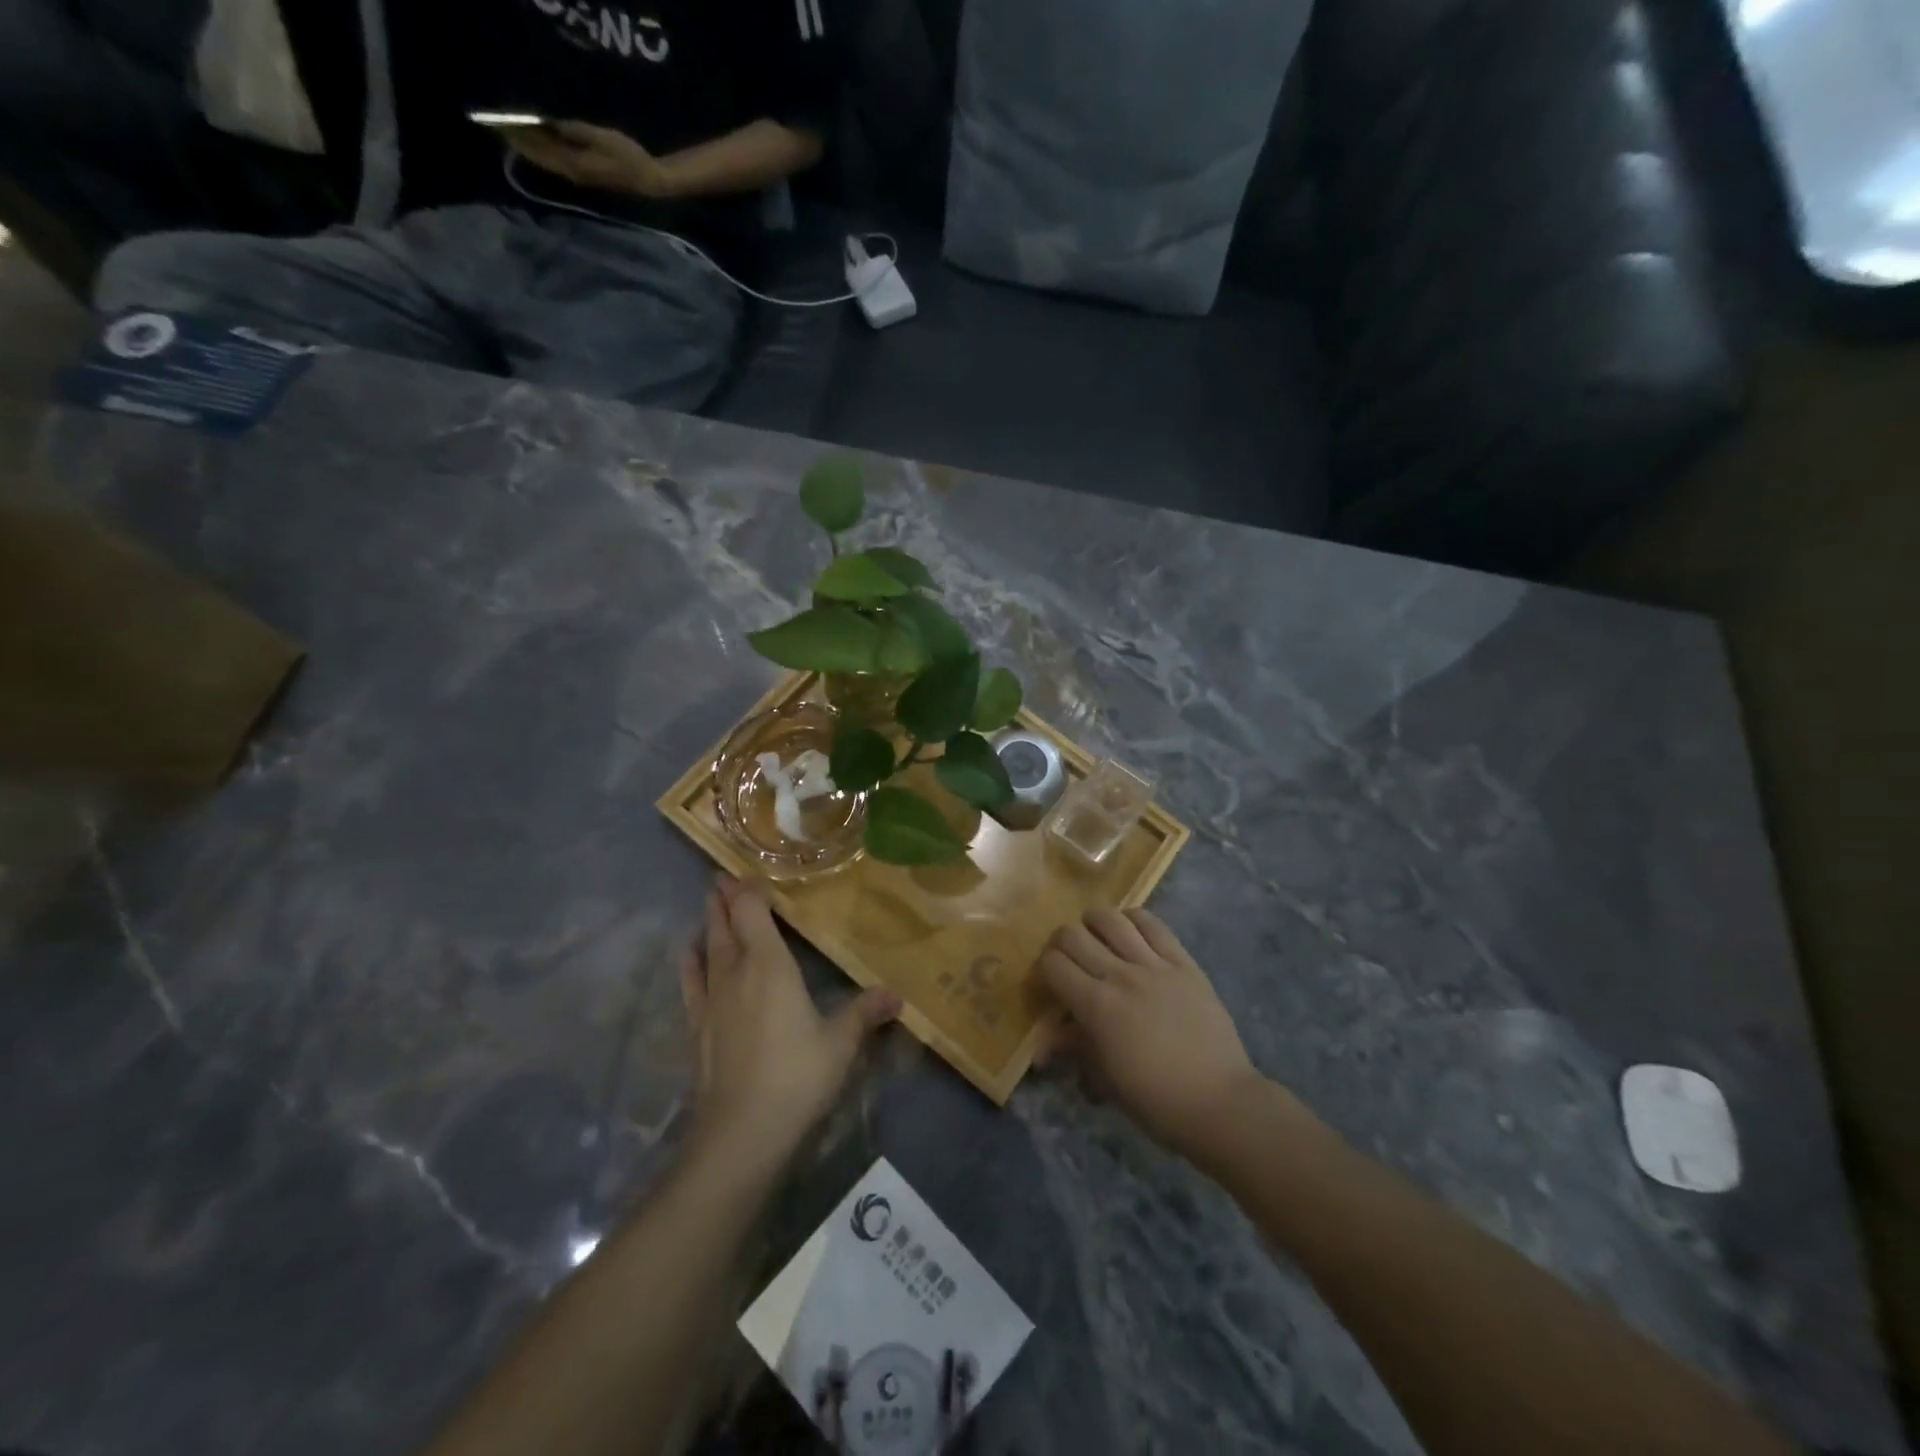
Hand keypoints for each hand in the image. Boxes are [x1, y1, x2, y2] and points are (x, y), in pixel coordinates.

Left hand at [505, 120, 673, 197]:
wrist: (649, 182)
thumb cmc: (629, 157)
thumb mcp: (603, 138)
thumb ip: (575, 131)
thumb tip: (549, 122)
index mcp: (573, 164)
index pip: (538, 148)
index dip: (518, 135)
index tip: (498, 121)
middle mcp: (571, 173)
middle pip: (538, 157)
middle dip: (519, 142)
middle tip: (497, 126)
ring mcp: (577, 177)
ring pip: (545, 162)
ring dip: (528, 149)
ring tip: (512, 134)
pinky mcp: (583, 175)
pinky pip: (555, 163)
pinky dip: (542, 153)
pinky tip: (536, 145)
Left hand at [681, 876, 899, 1171]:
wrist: (741, 1131)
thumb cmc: (796, 1076)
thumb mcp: (840, 1043)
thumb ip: (864, 1013)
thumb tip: (896, 995)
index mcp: (770, 966)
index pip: (754, 913)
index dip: (750, 891)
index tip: (750, 873)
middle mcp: (736, 973)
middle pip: (727, 925)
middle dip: (726, 900)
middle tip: (723, 878)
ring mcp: (712, 1000)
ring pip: (708, 949)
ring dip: (709, 924)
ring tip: (710, 903)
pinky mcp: (697, 1027)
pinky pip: (691, 983)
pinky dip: (690, 963)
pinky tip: (688, 953)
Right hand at [1037, 908, 1262, 1155]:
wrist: (1219, 1102)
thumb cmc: (1156, 1100)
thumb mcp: (1105, 1079)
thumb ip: (1076, 1047)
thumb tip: (1049, 1040)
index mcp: (1096, 1006)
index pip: (1053, 964)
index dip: (1044, 968)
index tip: (1051, 980)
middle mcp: (1120, 975)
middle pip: (1073, 935)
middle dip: (1062, 943)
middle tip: (1069, 959)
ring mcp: (1154, 965)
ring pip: (1111, 919)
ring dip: (1094, 923)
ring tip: (1096, 935)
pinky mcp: (1184, 962)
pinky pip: (1154, 925)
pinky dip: (1134, 919)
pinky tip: (1130, 929)